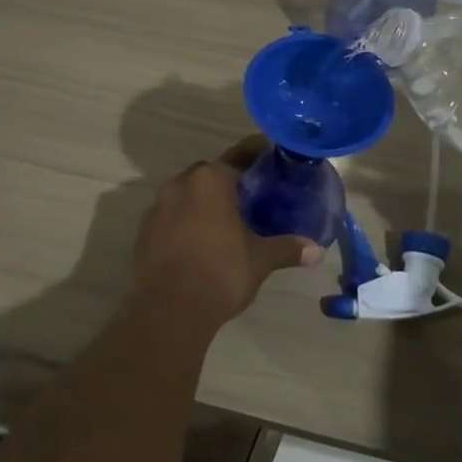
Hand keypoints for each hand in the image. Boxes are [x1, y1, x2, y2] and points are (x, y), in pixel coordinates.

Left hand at [133, 137, 322, 325]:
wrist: (168, 308)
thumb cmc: (220, 272)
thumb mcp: (259, 260)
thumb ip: (286, 249)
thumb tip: (316, 250)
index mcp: (210, 181)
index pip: (239, 156)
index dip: (256, 153)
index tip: (270, 155)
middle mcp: (181, 184)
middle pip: (209, 173)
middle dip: (228, 181)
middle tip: (251, 195)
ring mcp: (157, 207)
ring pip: (187, 194)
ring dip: (204, 202)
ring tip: (227, 220)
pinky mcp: (144, 231)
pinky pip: (171, 216)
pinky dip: (186, 221)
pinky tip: (201, 241)